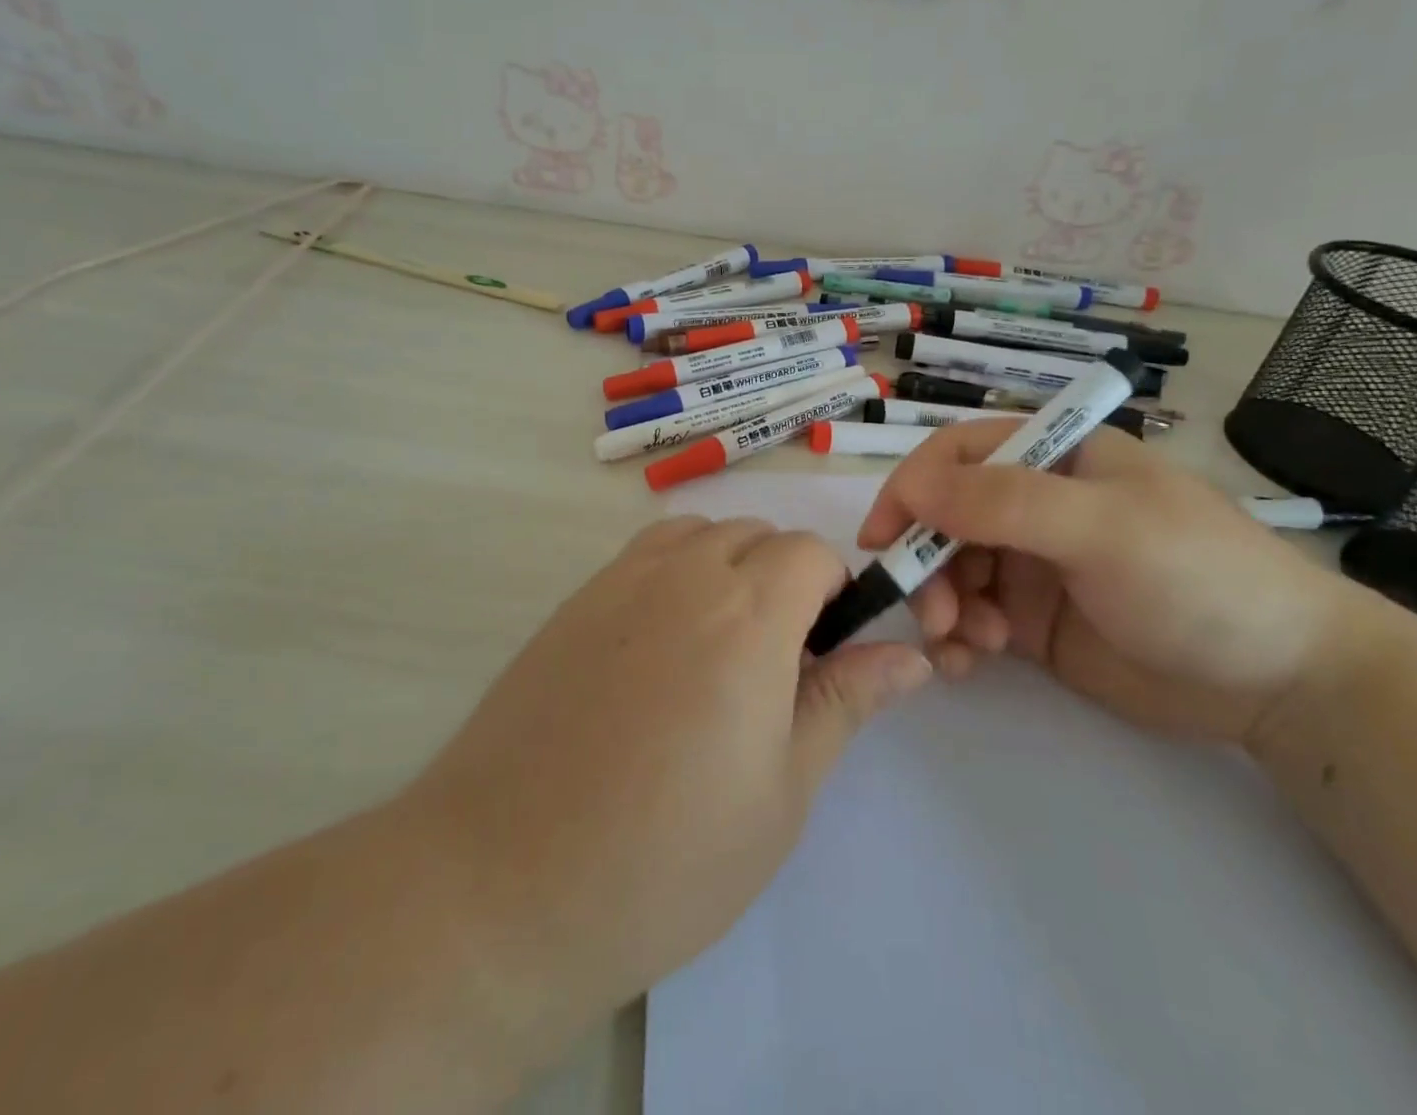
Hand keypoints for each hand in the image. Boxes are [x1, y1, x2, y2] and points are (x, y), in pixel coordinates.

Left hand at [407, 516, 931, 1034]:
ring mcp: (619, 581)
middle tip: (775, 666)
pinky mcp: (573, 602)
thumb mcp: (783, 788)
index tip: (824, 654)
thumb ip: (846, 701)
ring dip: (728, 567)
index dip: (833, 592)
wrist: (506, 882)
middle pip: (757, 535)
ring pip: (699, 535)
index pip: (811, 552)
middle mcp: (684, 574)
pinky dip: (674, 574)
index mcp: (748, 613)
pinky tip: (657, 653)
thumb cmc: (669, 855)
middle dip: (785, 580)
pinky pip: (644, 556)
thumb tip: (911, 656)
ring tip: (718, 650)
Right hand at [858, 422, 1357, 745]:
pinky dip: (956, 639)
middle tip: (935, 613)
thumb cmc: (1198, 578)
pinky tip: (969, 664)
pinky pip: (970, 620)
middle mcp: (1033, 504)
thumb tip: (913, 488)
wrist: (1281, 682)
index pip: (957, 455)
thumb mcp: (1102, 528)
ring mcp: (1031, 564)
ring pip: (949, 571)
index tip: (881, 538)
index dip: (911, 487)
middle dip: (927, 562)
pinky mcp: (1032, 621)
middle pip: (944, 518)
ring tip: (968, 643)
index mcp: (1053, 457)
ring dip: (941, 604)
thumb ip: (1005, 503)